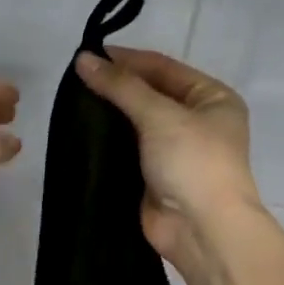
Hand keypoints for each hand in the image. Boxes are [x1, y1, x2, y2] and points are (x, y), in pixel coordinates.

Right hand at [74, 47, 261, 270]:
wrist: (202, 229)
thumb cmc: (193, 162)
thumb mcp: (160, 115)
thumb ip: (121, 87)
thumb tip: (83, 58)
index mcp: (212, 98)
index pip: (163, 68)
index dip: (126, 60)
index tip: (87, 55)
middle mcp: (196, 121)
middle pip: (149, 94)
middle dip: (115, 87)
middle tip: (73, 79)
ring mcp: (175, 151)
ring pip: (136, 123)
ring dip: (108, 114)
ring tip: (71, 102)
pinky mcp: (154, 176)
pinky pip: (128, 150)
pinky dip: (107, 142)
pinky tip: (80, 132)